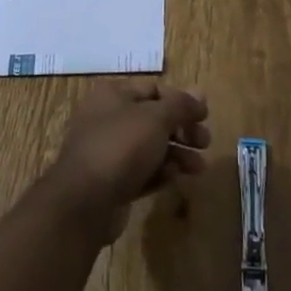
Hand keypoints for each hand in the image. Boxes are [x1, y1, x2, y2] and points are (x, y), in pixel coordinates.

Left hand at [43, 81, 210, 242]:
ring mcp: (108, 151)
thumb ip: (180, 105)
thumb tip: (200, 95)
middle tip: (205, 143)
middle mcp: (108, 118)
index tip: (205, 117)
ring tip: (198, 168)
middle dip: (182, 130)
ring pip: (150, 147)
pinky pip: (142, 171)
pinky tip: (176, 179)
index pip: (154, 89)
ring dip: (177, 154)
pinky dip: (161, 173)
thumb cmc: (121, 147)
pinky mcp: (112, 182)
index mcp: (113, 95)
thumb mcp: (155, 118)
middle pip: (154, 119)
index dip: (181, 101)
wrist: (84, 202)